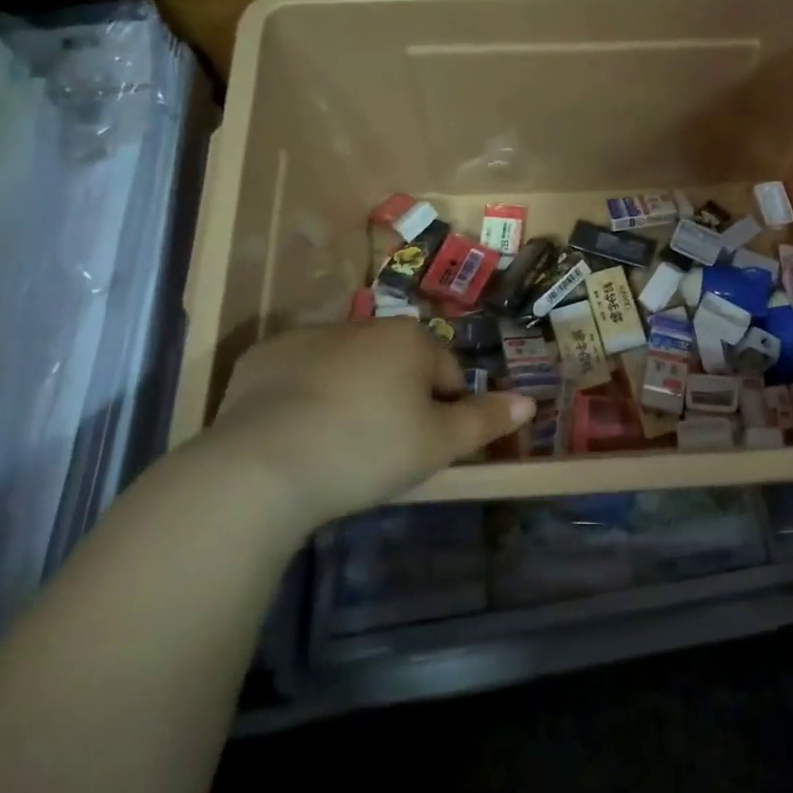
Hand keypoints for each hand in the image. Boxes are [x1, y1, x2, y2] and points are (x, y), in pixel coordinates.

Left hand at [201, 321, 533, 528]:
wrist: (262, 467)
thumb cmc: (367, 449)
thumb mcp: (438, 444)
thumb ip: (485, 420)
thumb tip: (530, 402)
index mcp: (410, 338)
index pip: (448, 375)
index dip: (446, 414)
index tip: (425, 450)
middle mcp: (363, 324)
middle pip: (398, 366)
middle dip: (398, 400)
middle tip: (382, 451)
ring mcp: (308, 337)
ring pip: (348, 367)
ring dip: (352, 395)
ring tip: (336, 447)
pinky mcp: (262, 357)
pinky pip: (298, 375)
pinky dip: (304, 396)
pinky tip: (295, 434)